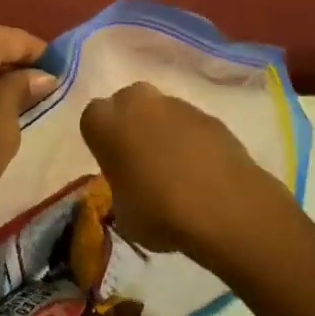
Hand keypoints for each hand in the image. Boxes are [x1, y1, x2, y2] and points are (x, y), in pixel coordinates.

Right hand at [79, 82, 282, 260]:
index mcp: (105, 122)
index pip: (92, 119)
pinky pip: (190, 124)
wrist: (222, 204)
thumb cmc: (158, 210)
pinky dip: (192, 140)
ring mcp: (175, 104)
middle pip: (127, 102)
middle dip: (131, 123)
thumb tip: (131, 188)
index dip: (102, 141)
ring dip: (163, 130)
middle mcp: (137, 102)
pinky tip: (201, 170)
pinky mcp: (207, 114)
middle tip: (140, 159)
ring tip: (176, 169)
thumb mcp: (124, 213)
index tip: (112, 164)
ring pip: (161, 111)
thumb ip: (121, 190)